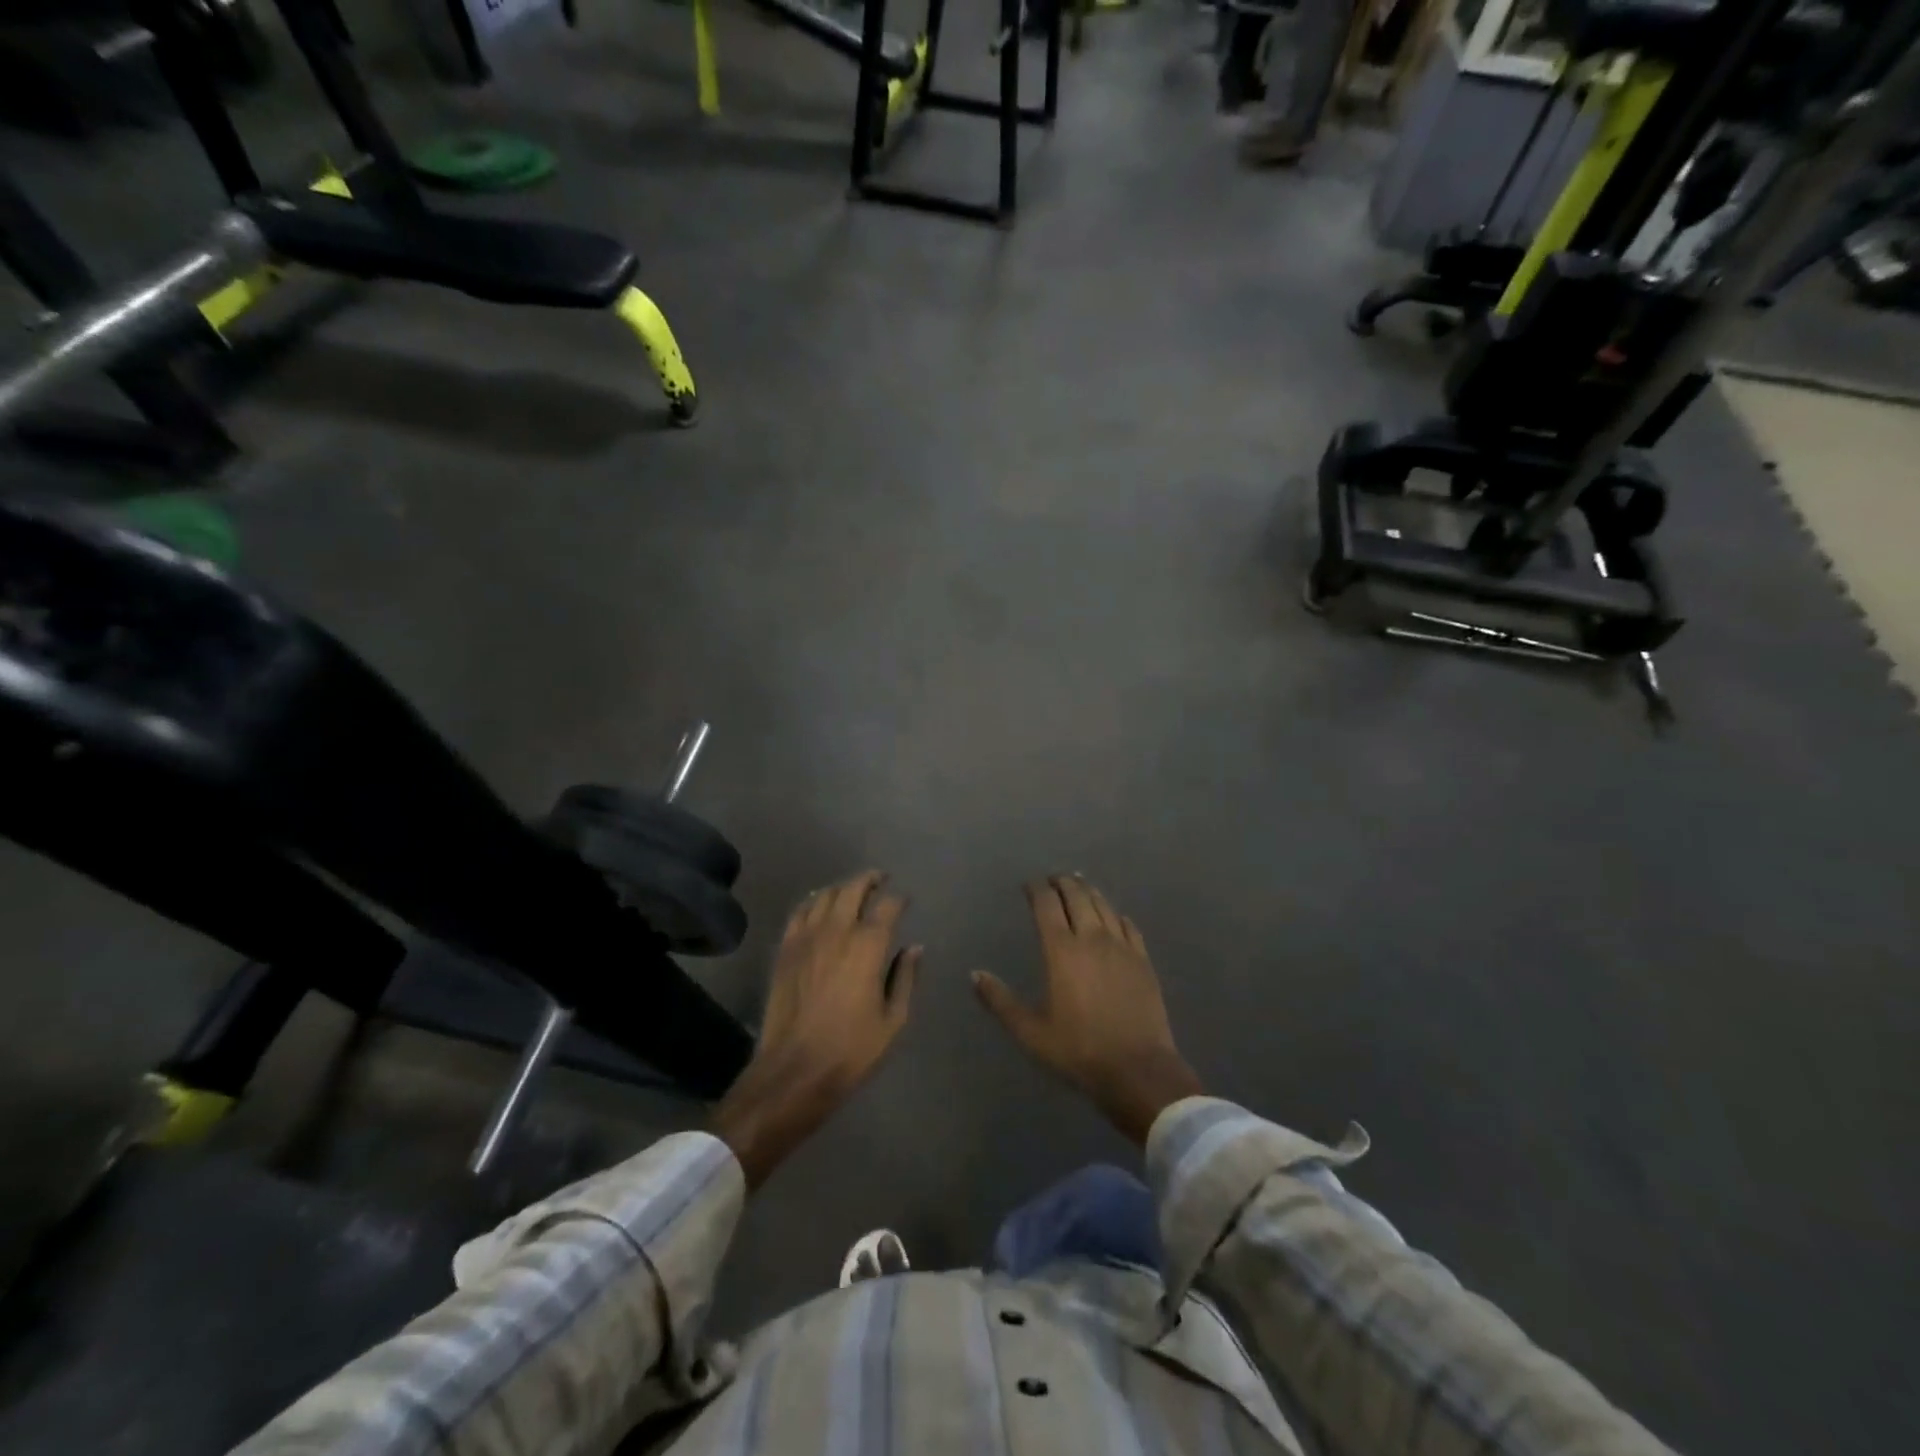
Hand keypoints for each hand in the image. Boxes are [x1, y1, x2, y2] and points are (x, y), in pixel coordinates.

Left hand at [712, 871, 919, 1187]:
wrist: (794, 1071)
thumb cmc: (851, 1050)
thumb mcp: (893, 1021)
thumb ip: (906, 978)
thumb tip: (914, 948)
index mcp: (868, 946)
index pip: (888, 906)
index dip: (899, 899)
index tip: (905, 901)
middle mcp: (837, 931)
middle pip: (853, 889)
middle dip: (870, 880)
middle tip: (881, 880)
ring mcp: (806, 937)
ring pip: (825, 895)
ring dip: (843, 888)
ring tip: (853, 890)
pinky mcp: (785, 949)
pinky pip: (799, 912)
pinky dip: (813, 901)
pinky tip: (819, 905)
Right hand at [973, 876, 1201, 1144]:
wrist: (1138, 1069)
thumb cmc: (1078, 1050)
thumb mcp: (1030, 1032)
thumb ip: (1000, 1001)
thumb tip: (975, 974)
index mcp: (1061, 950)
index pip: (1046, 904)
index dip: (1036, 889)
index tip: (1029, 884)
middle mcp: (1091, 938)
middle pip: (1077, 896)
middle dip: (1063, 883)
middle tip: (1053, 879)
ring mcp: (1121, 946)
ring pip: (1103, 905)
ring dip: (1088, 891)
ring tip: (1080, 885)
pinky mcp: (1143, 960)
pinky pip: (1128, 925)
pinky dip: (1115, 914)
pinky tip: (1114, 916)